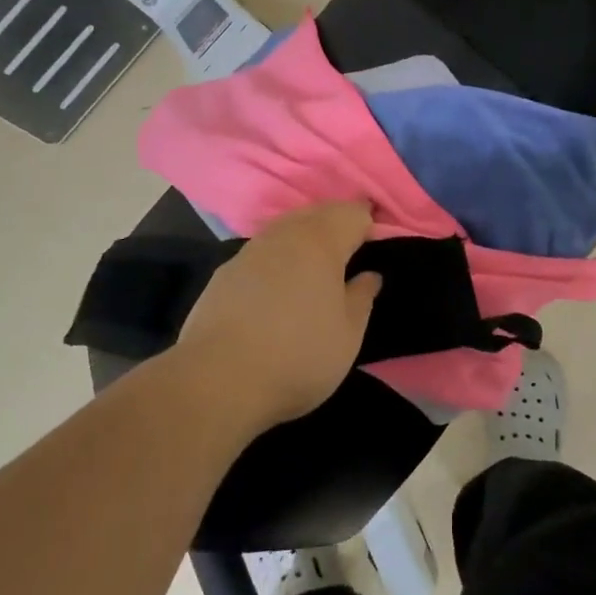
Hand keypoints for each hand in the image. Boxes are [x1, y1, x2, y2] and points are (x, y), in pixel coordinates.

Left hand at [178, 202, 381, 431]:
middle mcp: (284, 235)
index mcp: (321, 242)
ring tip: (317, 270)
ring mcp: (249, 252)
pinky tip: (278, 288)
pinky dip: (277, 261)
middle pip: (317, 213)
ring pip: (286, 230)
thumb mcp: (348, 334)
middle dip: (337, 225)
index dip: (370, 223)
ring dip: (305, 240)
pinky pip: (262, 253)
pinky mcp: (224, 274)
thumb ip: (362, 297)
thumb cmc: (298, 355)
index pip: (353, 213)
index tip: (378, 244)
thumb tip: (369, 275)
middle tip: (352, 253)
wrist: (216, 381)